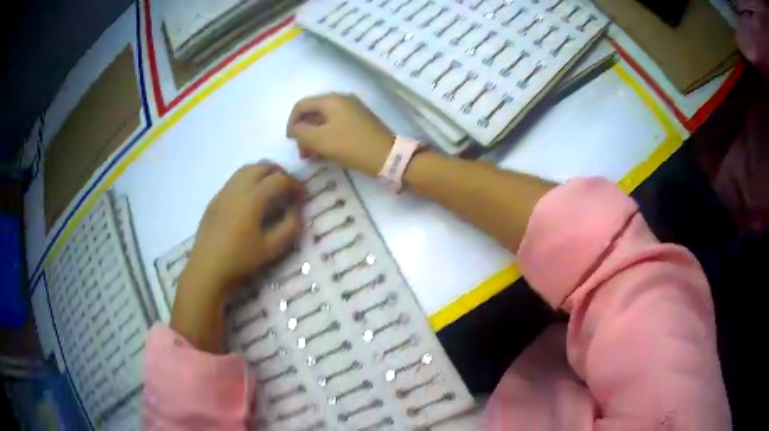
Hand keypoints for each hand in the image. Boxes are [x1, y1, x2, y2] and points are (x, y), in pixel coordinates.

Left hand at [171, 162, 303, 351]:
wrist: (207, 268)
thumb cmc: (240, 260)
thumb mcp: (272, 248)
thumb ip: (290, 226)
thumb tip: (296, 209)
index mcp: (252, 198)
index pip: (279, 179)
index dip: (295, 185)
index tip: (302, 197)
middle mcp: (237, 187)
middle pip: (263, 165)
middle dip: (280, 173)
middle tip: (289, 189)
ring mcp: (223, 191)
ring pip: (247, 169)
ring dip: (263, 173)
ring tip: (271, 190)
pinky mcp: (215, 199)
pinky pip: (235, 179)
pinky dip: (249, 180)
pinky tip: (251, 200)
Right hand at [287, 93, 394, 175]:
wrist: (388, 156)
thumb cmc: (351, 146)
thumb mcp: (320, 140)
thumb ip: (301, 132)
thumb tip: (296, 129)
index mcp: (331, 100)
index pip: (301, 105)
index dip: (291, 122)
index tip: (291, 142)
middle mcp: (342, 100)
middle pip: (313, 112)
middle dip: (304, 132)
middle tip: (302, 152)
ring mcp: (353, 110)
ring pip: (325, 121)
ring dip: (315, 137)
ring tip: (312, 156)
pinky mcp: (360, 121)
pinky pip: (336, 125)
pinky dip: (327, 137)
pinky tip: (326, 153)